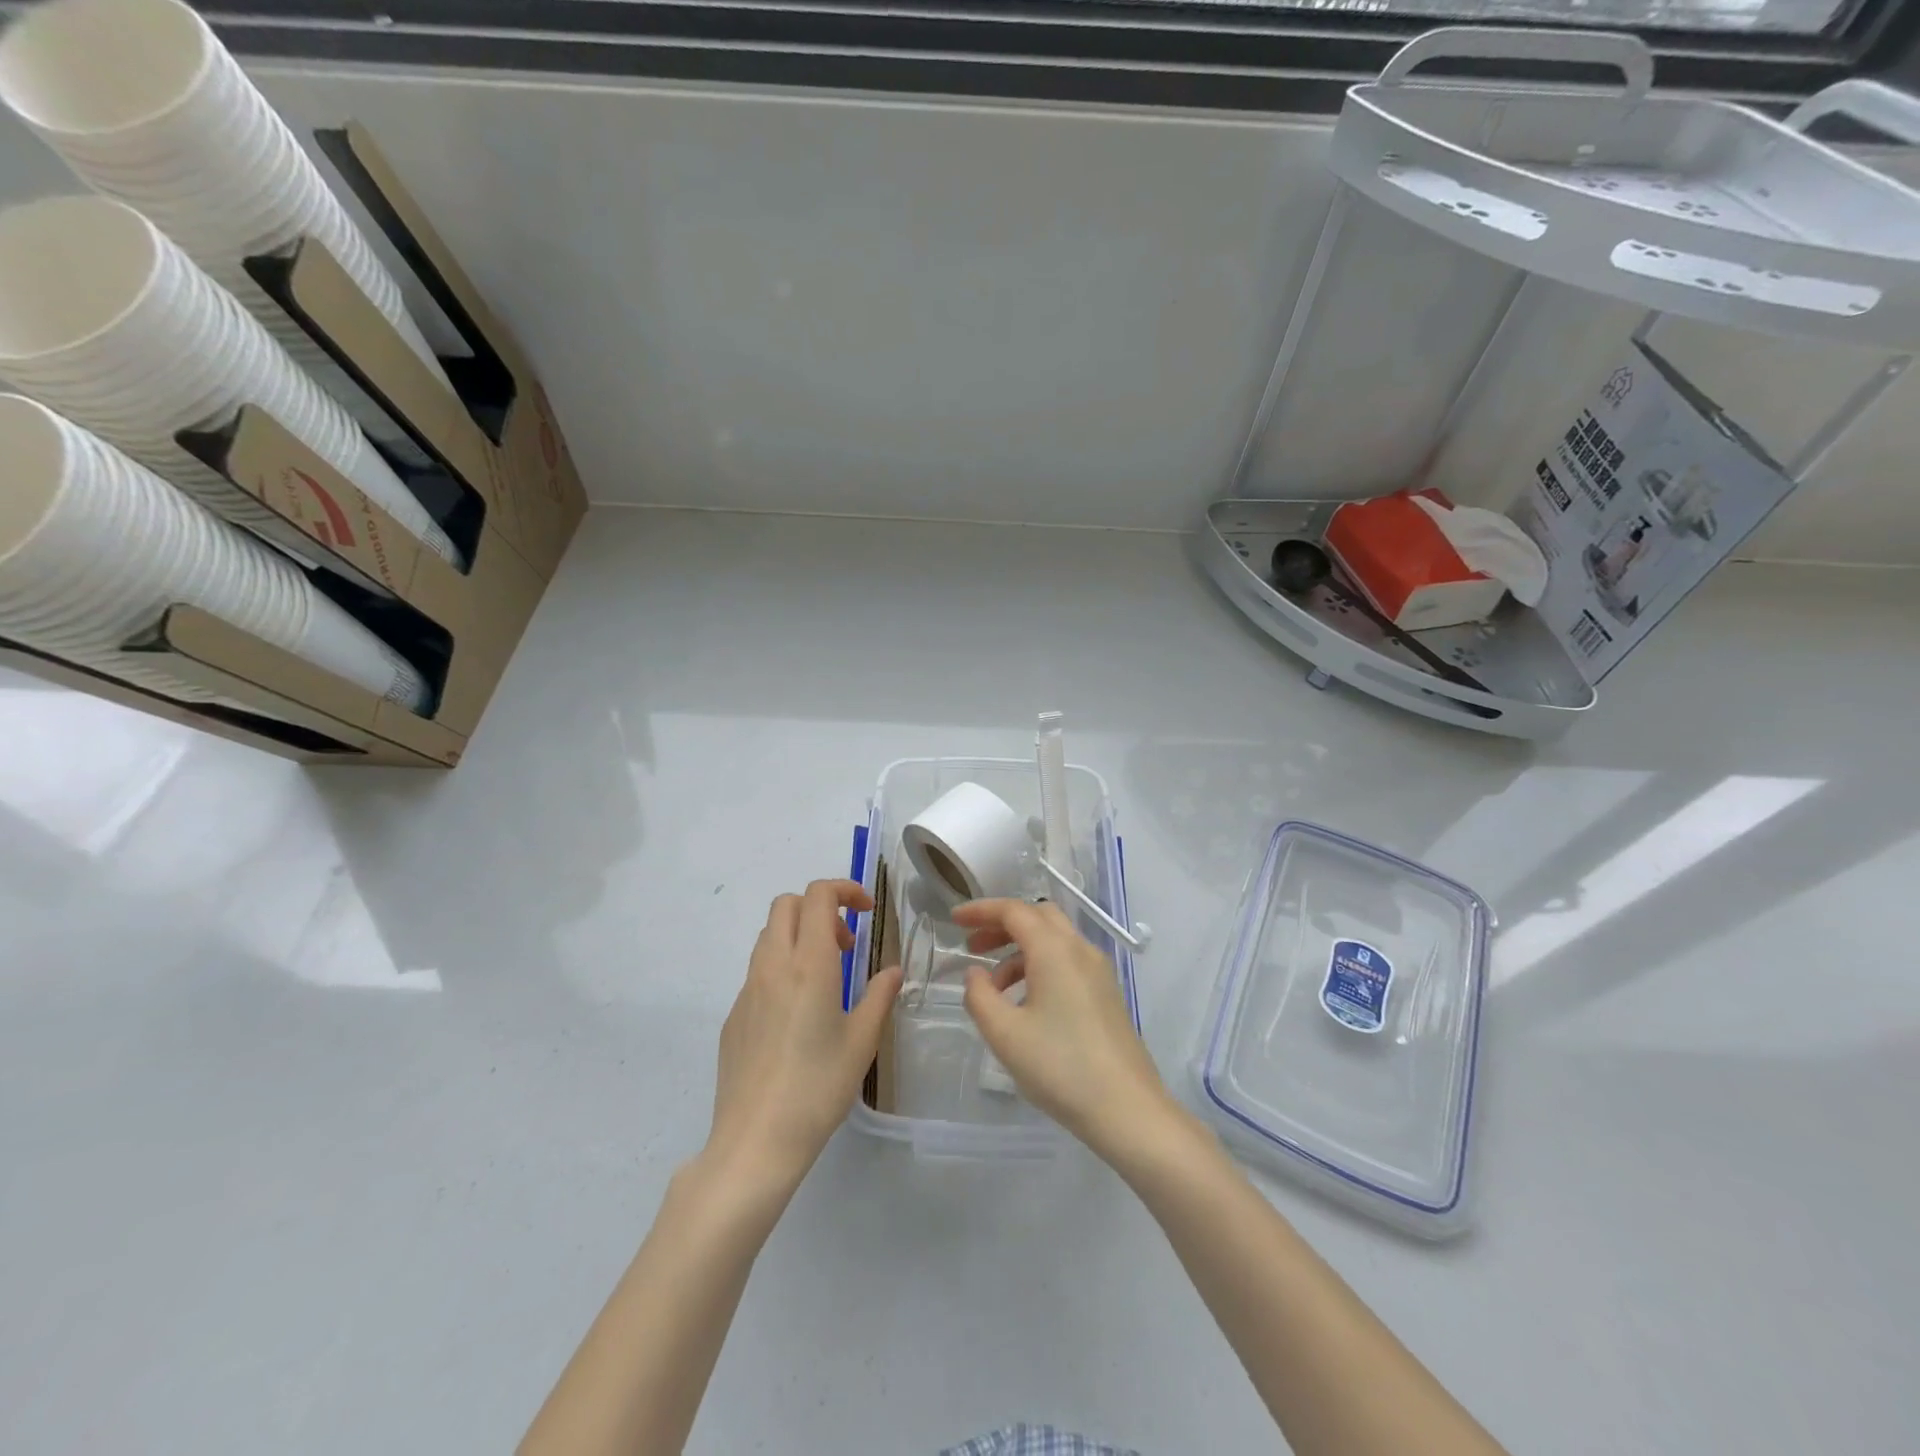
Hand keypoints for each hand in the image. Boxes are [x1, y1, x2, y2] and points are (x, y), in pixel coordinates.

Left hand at [706, 880, 902, 1194]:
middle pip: (787, 905)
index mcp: (809, 964)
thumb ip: (879, 996)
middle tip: (845, 944)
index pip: (818, 896)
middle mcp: (773, 966)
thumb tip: (893, 971)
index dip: (844, 889)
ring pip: (769, 935)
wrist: (755, 1141)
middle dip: (819, 908)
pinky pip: (758, 971)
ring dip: (799, 935)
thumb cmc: (818, 1088)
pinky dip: (782, 967)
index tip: (867, 911)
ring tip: (826, 977)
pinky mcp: (734, 1015)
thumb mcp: (862, 1041)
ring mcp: (747, 990)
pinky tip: (798, 1014)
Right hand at [955, 898, 1173, 1160]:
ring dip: (1020, 950)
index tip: (954, 919)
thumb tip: (975, 973)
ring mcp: (1099, 971)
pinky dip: (1039, 966)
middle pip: (1037, 917)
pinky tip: (1024, 1003)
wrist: (1127, 1109)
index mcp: (1055, 950)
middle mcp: (1080, 950)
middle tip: (973, 947)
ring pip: (1054, 940)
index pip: (1014, 911)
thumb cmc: (1060, 1066)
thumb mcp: (1005, 1034)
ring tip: (993, 987)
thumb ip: (980, 996)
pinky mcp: (1107, 994)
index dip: (981, 910)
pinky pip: (1067, 961)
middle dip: (1002, 925)